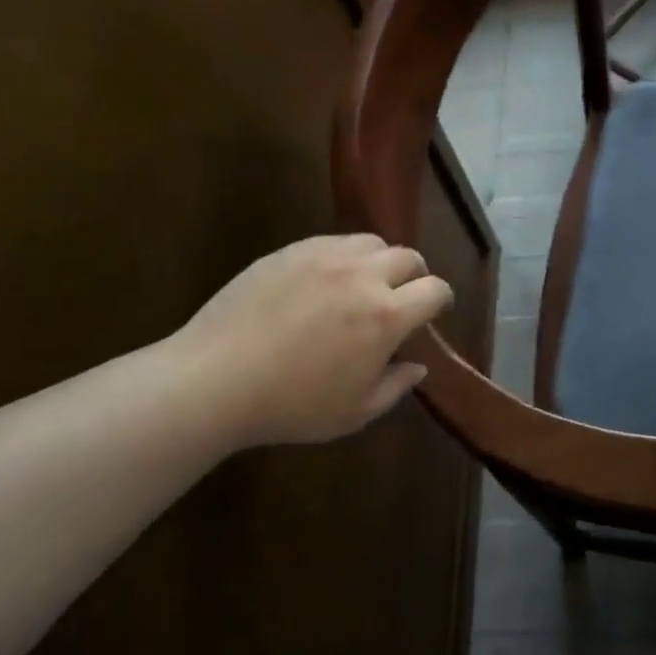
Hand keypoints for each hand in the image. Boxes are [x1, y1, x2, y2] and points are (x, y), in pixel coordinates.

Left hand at [163, 234, 453, 448]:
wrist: (214, 380)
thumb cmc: (291, 405)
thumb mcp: (355, 413)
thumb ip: (396, 387)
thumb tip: (418, 365)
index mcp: (386, 316)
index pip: (435, 290)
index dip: (442, 300)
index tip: (434, 312)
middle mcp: (363, 276)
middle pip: (408, 257)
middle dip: (414, 276)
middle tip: (400, 298)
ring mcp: (325, 257)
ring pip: (371, 242)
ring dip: (379, 261)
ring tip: (362, 284)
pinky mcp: (291, 251)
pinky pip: (332, 242)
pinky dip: (342, 257)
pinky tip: (323, 282)